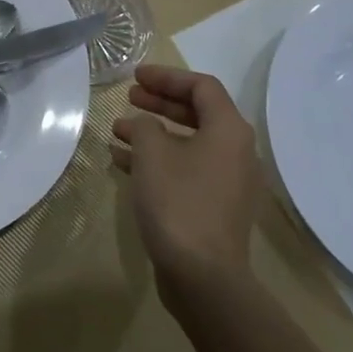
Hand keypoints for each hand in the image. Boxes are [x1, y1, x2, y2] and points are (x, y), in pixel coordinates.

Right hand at [111, 64, 261, 298]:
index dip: (167, 77)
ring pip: (187, 143)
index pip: (201, 87)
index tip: (135, 77)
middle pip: (197, 113)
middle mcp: (235, 151)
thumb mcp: (152, 154)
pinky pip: (184, 169)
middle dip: (160, 102)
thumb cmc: (178, 202)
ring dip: (153, 132)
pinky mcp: (213, 206)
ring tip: (117, 129)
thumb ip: (144, 126)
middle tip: (129, 97)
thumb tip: (143, 125)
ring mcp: (226, 181)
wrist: (202, 275)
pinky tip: (123, 163)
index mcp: (229, 130)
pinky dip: (156, 160)